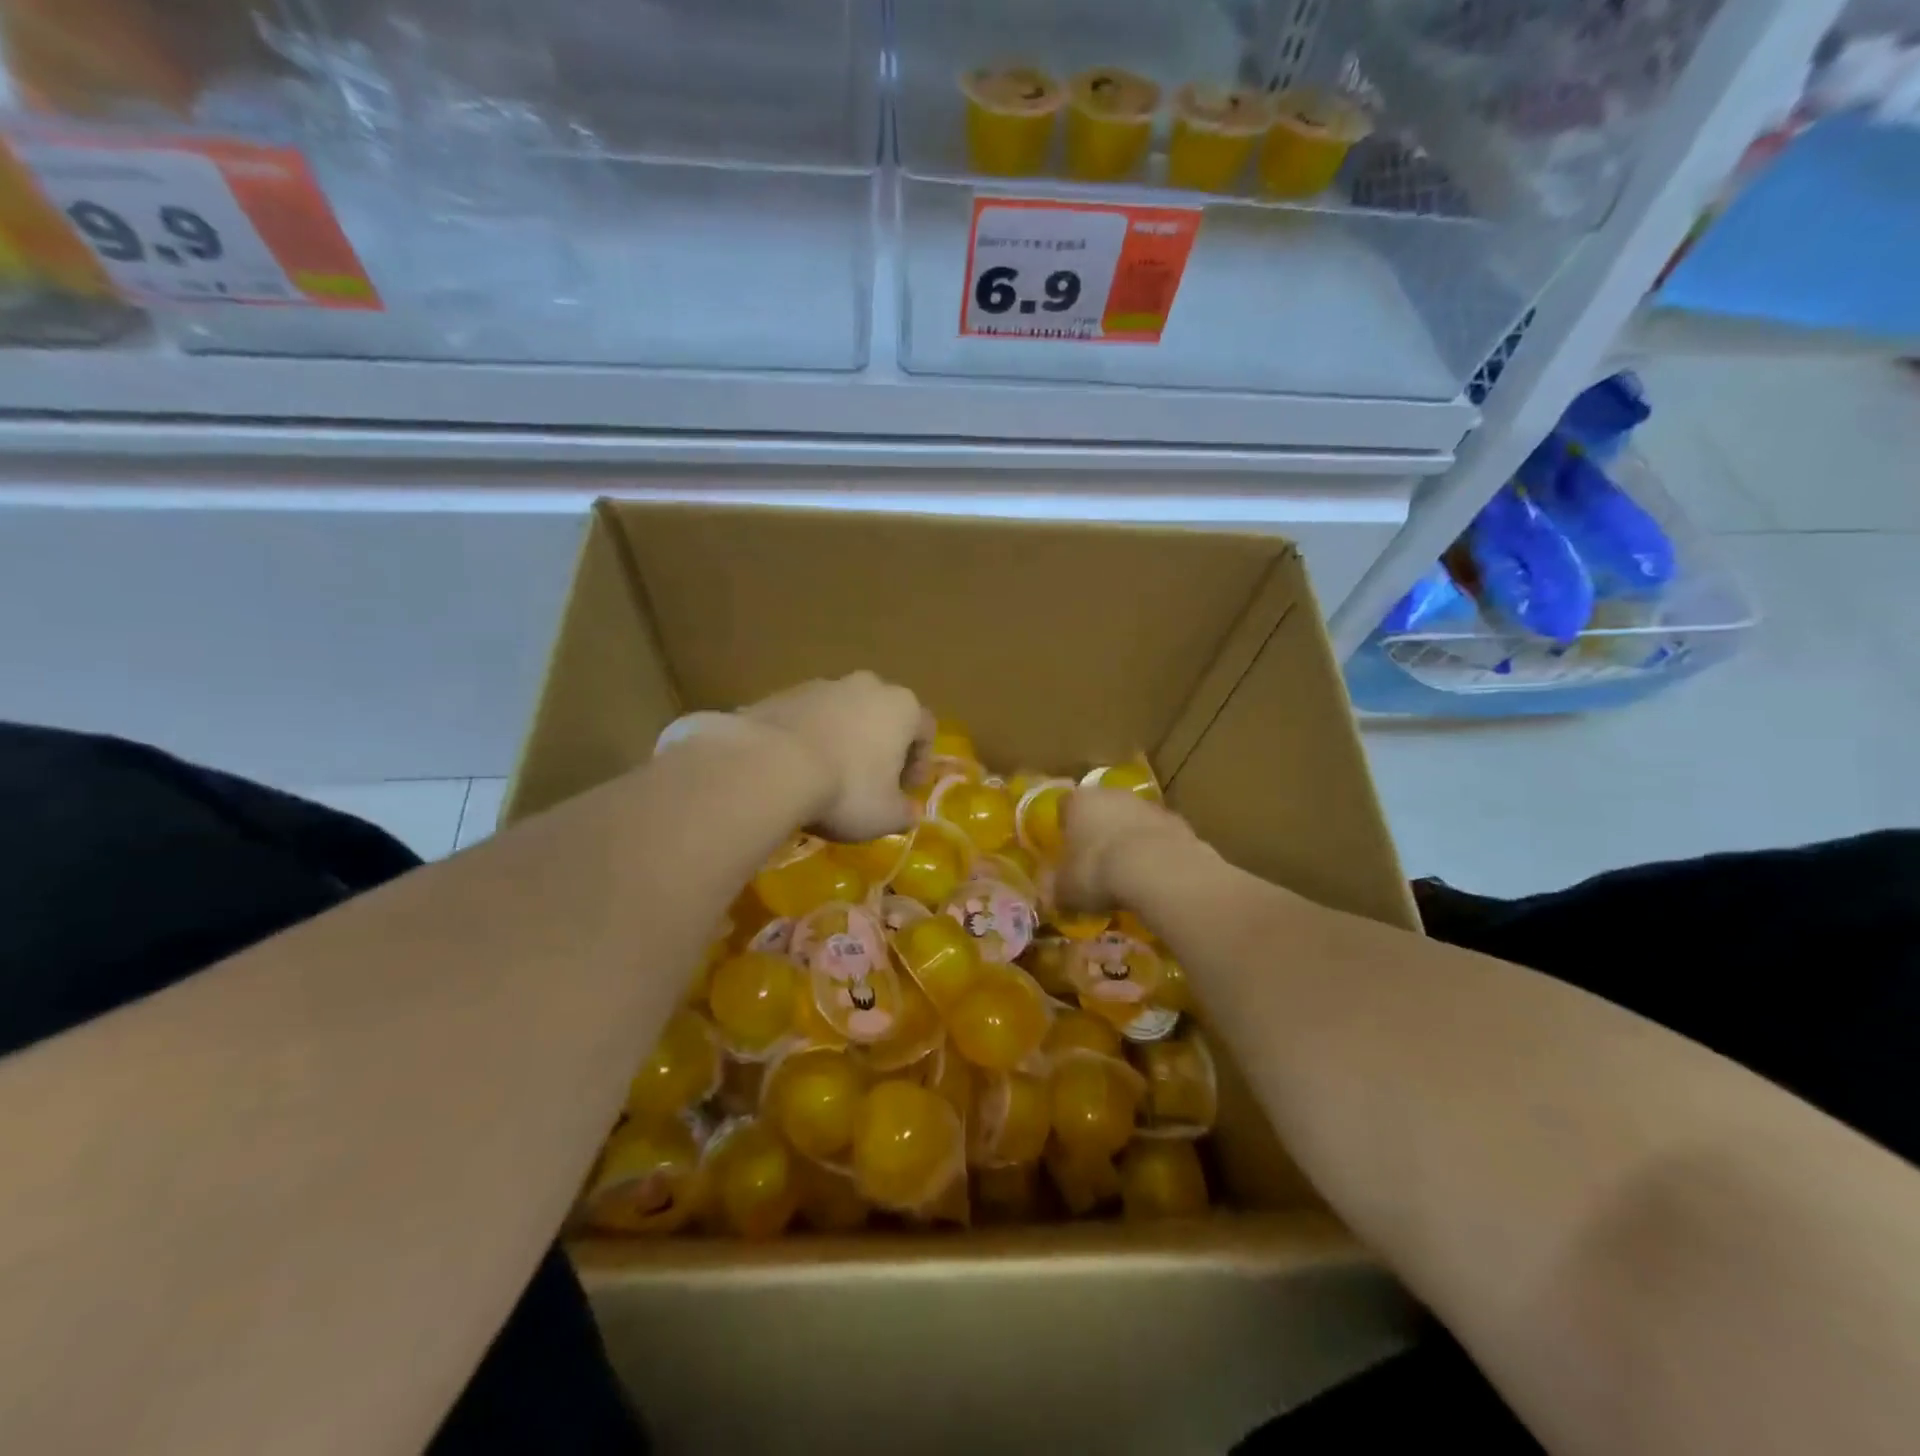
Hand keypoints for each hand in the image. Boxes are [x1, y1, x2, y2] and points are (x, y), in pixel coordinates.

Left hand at [740, 672, 931, 841]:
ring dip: (843, 740)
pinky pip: (806, 719)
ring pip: (842, 714)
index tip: (907, 790)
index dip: (920, 762)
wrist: (770, 766)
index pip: (924, 729)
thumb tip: (910, 811)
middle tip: (871, 781)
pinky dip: (808, 739)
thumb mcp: (886, 816)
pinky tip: (796, 770)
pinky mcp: (782, 694)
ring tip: (828, 777)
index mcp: (901, 706)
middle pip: (883, 714)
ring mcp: (821, 685)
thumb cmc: (846, 790)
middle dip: (880, 746)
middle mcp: (866, 686)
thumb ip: (905, 812)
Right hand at [1056, 787, 1199, 913]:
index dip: (1065, 827)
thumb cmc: (1098, 872)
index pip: (1065, 806)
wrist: (1158, 870)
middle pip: (1101, 808)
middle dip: (1099, 830)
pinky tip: (1154, 876)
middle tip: (1096, 862)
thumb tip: (1050, 897)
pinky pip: (1158, 836)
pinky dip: (1155, 851)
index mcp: (1078, 802)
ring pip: (1131, 820)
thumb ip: (1056, 890)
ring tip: (1127, 873)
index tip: (1066, 850)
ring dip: (1129, 839)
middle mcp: (1111, 795)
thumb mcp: (1066, 890)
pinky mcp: (1177, 821)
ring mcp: (1147, 805)